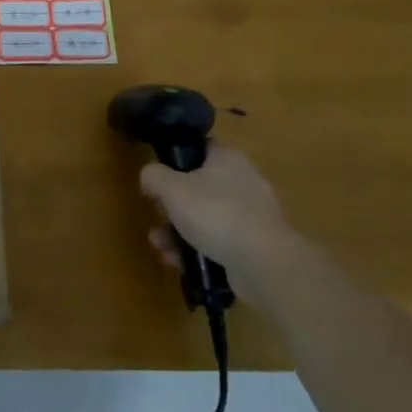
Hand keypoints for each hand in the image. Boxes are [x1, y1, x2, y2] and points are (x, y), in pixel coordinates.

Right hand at [139, 145, 291, 293]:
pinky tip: (178, 262)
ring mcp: (252, 216)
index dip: (177, 156)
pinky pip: (219, 241)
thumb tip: (148, 176)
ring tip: (161, 245)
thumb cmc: (215, 213)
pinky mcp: (254, 246)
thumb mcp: (172, 188)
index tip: (159, 173)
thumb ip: (153, 175)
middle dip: (173, 204)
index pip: (200, 146)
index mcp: (228, 158)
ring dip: (179, 230)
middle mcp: (244, 182)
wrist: (263, 264)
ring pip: (206, 217)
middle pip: (199, 186)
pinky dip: (197, 249)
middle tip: (157, 215)